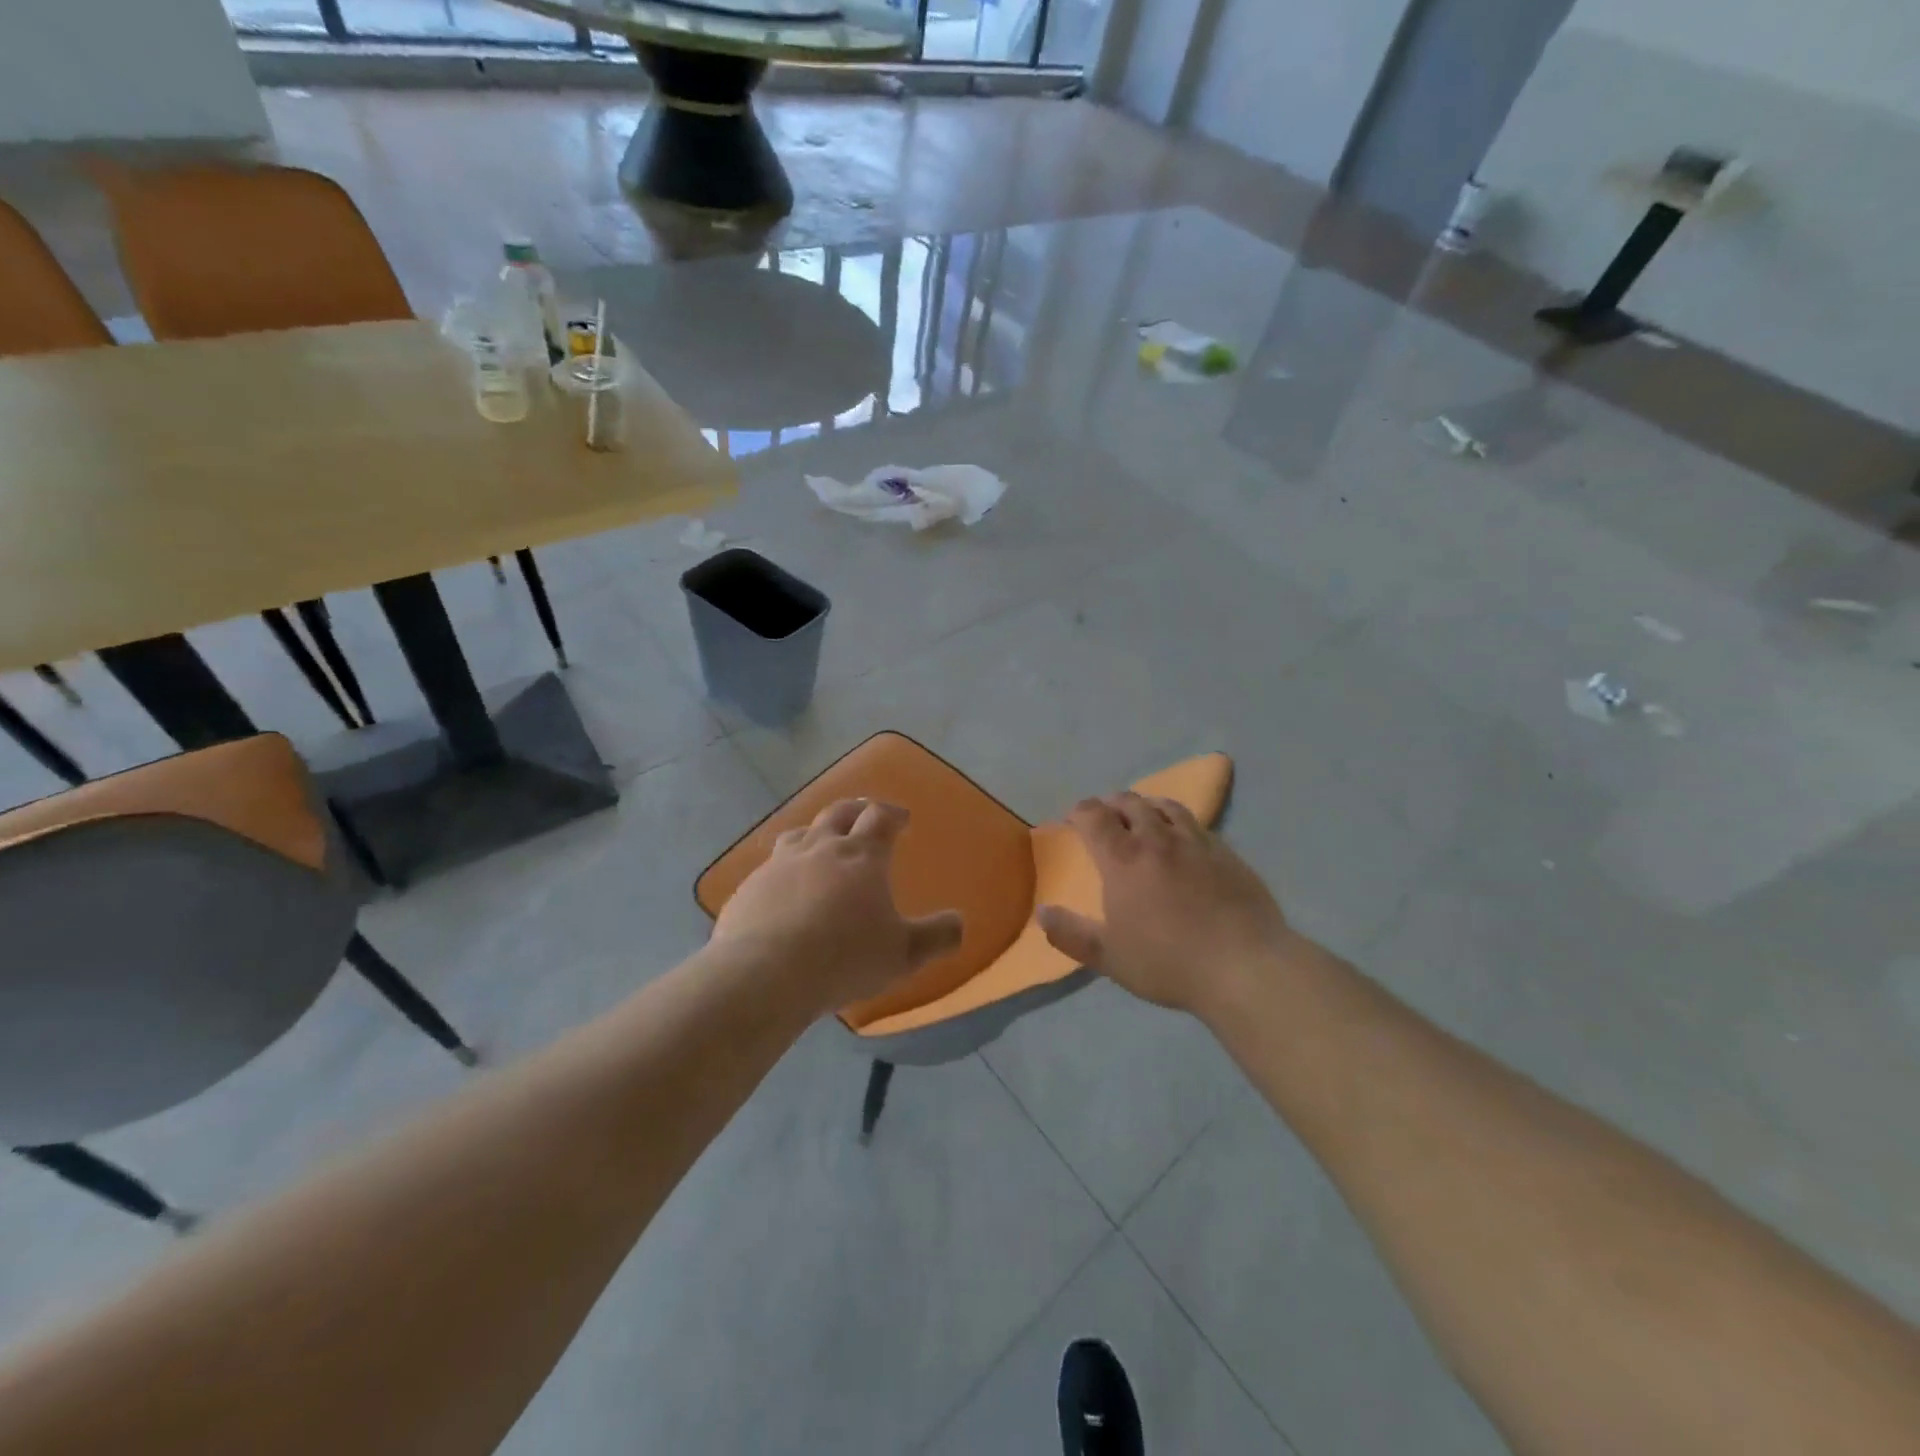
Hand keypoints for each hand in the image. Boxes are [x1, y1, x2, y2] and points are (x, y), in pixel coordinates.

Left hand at [710, 798, 963, 1015]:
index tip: (902, 818)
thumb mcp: (903, 954)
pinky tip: (784, 888)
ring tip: (822, 842)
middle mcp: (820, 848)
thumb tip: (959, 922)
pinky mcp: (749, 887)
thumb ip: (937, 937)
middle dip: (856, 810)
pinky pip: (770, 867)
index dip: (893, 813)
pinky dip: (784, 869)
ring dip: (816, 832)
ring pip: (800, 833)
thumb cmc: (844, 958)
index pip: (880, 817)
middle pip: (839, 813)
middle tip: (865, 813)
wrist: (765, 974)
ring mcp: (779, 864)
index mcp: (861, 856)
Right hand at [1037, 793, 1293, 1012]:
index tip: (1073, 818)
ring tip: (1142, 814)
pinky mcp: (1227, 853)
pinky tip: (1183, 838)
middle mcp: (1157, 839)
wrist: (1244, 966)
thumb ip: (1071, 934)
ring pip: (1166, 806)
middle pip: (1130, 803)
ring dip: (1147, 805)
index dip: (1079, 811)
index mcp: (1123, 859)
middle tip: (1105, 814)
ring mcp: (1196, 842)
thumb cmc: (1168, 962)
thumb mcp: (1109, 957)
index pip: (1093, 816)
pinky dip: (1179, 822)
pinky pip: (1196, 824)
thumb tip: (1042, 913)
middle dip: (1111, 803)